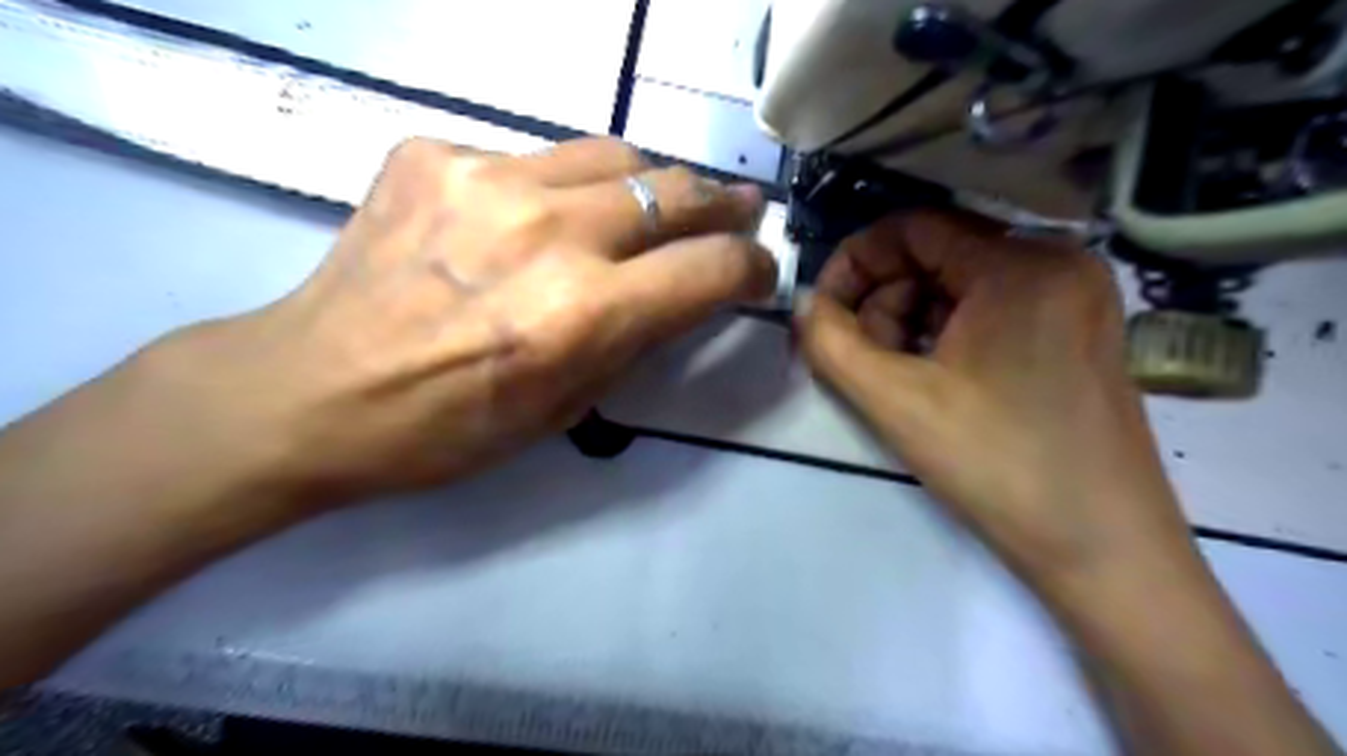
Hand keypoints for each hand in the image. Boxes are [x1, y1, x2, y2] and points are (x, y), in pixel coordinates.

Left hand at [142, 137, 774, 509]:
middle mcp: (546, 234)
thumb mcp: (564, 408)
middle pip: (672, 192)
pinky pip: (534, 158)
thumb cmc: (445, 427)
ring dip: (652, 183)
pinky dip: (563, 186)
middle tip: (737, 210)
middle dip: (719, 205)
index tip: (758, 268)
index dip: (750, 266)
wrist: (310, 388)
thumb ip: (635, 341)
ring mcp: (485, 180)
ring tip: (658, 203)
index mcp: (581, 315)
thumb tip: (683, 294)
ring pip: (612, 155)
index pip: (708, 269)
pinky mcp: (434, 154)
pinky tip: (545, 217)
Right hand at [792, 209, 1193, 590]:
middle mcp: (1058, 262)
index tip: (824, 315)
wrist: (1103, 550)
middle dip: (883, 304)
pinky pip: (990, 311)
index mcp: (1022, 264)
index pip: (912, 228)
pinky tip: (935, 384)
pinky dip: (946, 338)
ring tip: (898, 381)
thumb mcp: (896, 402)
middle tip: (864, 363)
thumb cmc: (999, 467)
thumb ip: (831, 343)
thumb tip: (802, 303)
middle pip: (936, 256)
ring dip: (910, 325)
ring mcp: (1075, 297)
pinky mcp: (1077, 332)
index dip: (854, 264)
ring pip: (959, 286)